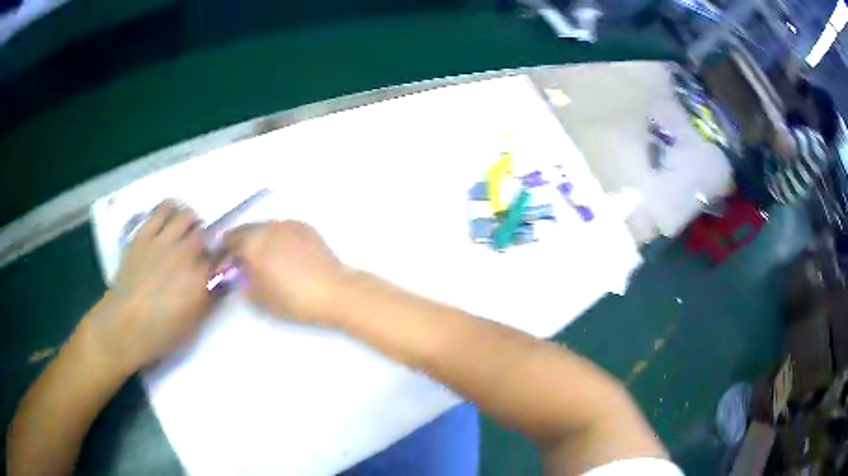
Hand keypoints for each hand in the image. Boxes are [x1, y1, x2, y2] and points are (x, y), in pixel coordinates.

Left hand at [84, 200, 214, 373]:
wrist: (126, 324)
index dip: (221, 260)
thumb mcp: (194, 324)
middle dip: (204, 242)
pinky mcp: (144, 234)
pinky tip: (170, 216)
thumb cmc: (162, 332)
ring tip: (186, 230)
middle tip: (199, 251)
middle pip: (204, 234)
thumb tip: (220, 280)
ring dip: (190, 222)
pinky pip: (161, 210)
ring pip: (186, 216)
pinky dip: (170, 209)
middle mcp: (185, 254)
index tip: (217, 266)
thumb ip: (210, 298)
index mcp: (200, 279)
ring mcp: (163, 241)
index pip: (220, 257)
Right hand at [224, 221, 349, 324]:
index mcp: (253, 242)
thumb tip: (238, 271)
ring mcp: (288, 224)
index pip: (230, 240)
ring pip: (265, 227)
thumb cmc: (292, 298)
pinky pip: (283, 228)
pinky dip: (276, 237)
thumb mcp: (259, 297)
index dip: (224, 251)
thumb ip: (242, 280)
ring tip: (262, 257)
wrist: (333, 291)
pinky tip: (282, 253)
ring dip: (258, 238)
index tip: (224, 262)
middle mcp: (268, 227)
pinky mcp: (306, 227)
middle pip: (247, 230)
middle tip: (241, 259)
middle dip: (241, 242)